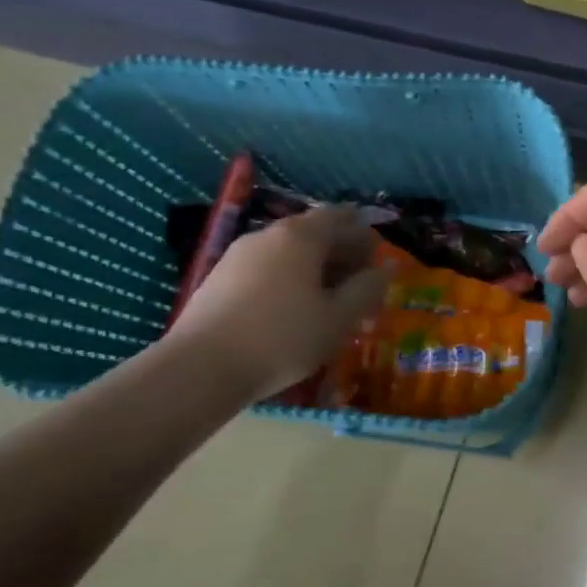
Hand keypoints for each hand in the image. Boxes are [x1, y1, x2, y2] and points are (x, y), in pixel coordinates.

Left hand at [165, 207, 387, 402]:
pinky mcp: (219, 279)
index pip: (341, 217)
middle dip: (341, 254)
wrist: (200, 370)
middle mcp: (268, 235)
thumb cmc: (282, 339)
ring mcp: (238, 255)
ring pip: (288, 252)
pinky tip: (292, 312)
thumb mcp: (339, 318)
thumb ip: (367, 288)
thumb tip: (386, 268)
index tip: (377, 264)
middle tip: (359, 287)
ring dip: (314, 269)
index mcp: (301, 236)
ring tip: (328, 303)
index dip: (364, 236)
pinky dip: (288, 280)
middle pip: (314, 232)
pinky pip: (266, 269)